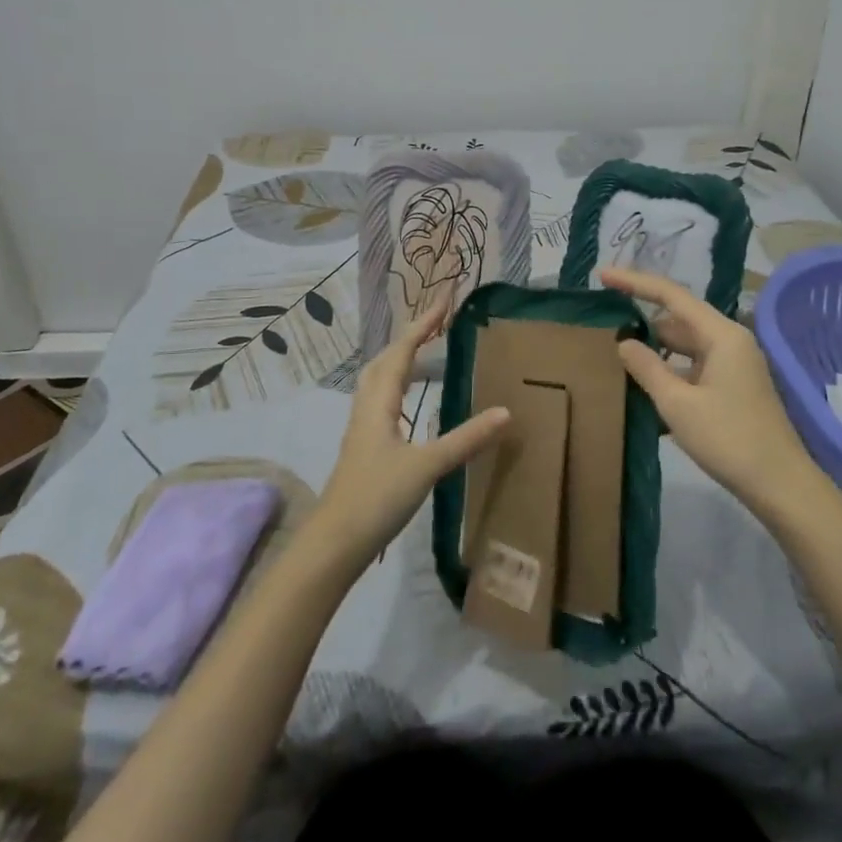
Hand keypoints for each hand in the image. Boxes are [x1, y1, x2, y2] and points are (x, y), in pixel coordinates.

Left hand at [309, 293, 510, 567]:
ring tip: (424, 350)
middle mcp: (367, 407)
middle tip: (438, 322)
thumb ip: (466, 439)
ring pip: (379, 379)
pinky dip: (397, 385)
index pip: (403, 350)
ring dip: (400, 358)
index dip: (424, 322)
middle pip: (385, 359)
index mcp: (380, 402)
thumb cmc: (377, 497)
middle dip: (411, 335)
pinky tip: (409, 402)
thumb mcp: (427, 466)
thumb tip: (506, 411)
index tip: (445, 298)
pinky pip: (381, 400)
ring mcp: (362, 427)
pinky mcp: (363, 447)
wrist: (334, 542)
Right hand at [603, 267, 824, 516]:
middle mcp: (730, 341)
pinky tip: (645, 389)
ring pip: (685, 345)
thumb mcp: (678, 403)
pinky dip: (670, 371)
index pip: (671, 295)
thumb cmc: (729, 439)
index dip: (635, 282)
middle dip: (643, 321)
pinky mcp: (733, 386)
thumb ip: (647, 368)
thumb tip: (624, 342)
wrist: (780, 485)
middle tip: (604, 326)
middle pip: (678, 319)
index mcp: (721, 334)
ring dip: (655, 350)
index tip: (603, 275)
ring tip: (618, 357)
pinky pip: (694, 366)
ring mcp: (734, 364)